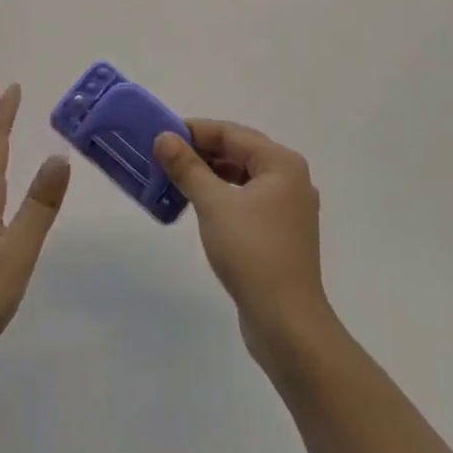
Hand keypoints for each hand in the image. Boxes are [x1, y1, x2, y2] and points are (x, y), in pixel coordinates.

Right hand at [154, 120, 332, 367]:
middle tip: (163, 156)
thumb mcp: (213, 204)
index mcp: (282, 164)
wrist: (286, 322)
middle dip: (201, 152)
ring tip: (175, 178)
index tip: (161, 134)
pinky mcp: (281, 234)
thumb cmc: (252, 252)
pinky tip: (199, 205)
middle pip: (240, 152)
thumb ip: (187, 167)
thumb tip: (164, 138)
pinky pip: (247, 201)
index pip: (232, 133)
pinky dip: (222, 196)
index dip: (195, 130)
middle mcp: (290, 180)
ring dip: (210, 174)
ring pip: (243, 177)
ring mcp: (288, 209)